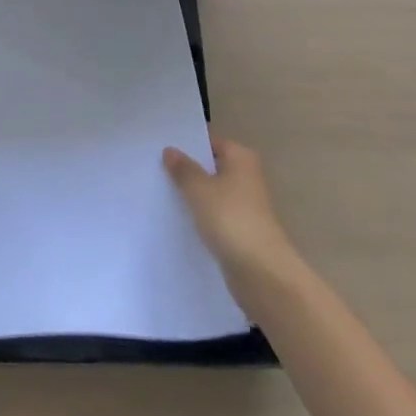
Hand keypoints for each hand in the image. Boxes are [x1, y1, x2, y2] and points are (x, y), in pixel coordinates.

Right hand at [163, 134, 294, 277]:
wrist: (262, 273)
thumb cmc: (231, 220)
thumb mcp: (199, 189)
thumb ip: (183, 169)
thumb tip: (170, 150)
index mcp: (240, 158)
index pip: (209, 142)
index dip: (186, 144)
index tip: (159, 147)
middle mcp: (246, 177)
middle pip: (210, 167)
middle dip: (187, 169)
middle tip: (153, 168)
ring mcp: (244, 205)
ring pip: (211, 192)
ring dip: (192, 194)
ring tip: (159, 191)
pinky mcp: (240, 230)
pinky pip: (214, 215)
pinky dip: (199, 215)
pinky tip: (177, 218)